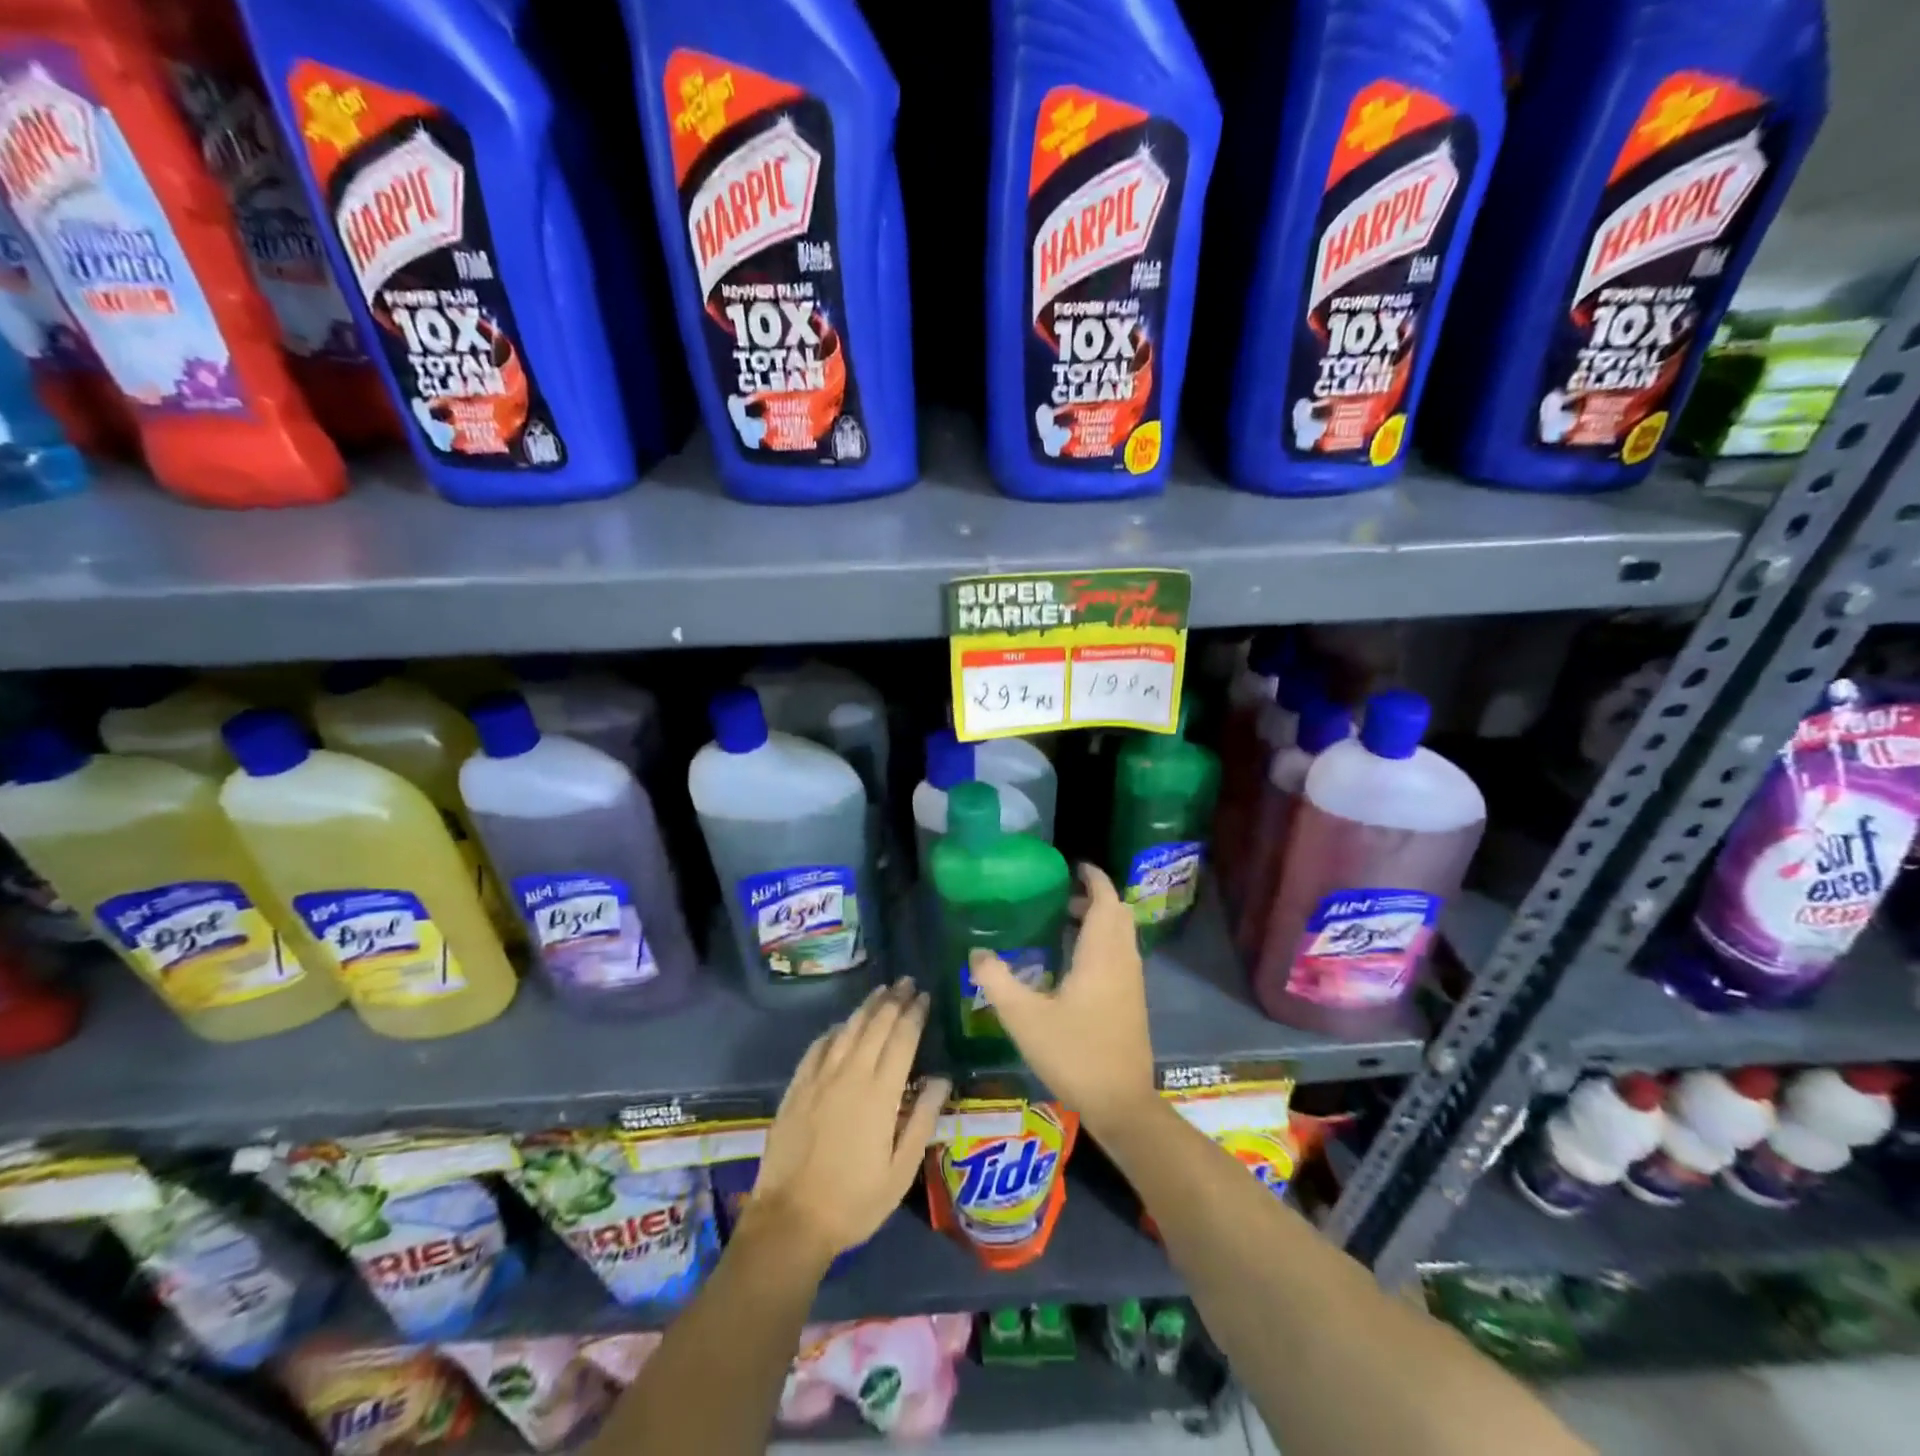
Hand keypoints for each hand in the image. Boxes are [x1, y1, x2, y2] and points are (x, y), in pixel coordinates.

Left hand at [748, 978, 950, 1268]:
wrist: (790, 1221)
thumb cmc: (854, 1201)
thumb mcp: (901, 1170)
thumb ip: (923, 1119)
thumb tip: (941, 1078)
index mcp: (880, 1093)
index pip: (902, 1039)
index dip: (914, 1014)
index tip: (925, 996)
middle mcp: (850, 1075)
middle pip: (875, 1025)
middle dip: (894, 1000)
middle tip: (907, 982)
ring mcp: (819, 1079)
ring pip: (847, 1030)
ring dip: (866, 1007)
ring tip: (881, 991)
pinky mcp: (797, 1088)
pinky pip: (818, 1047)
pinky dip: (834, 1030)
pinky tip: (842, 1025)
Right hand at [968, 864, 1155, 1131]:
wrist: (1122, 1104)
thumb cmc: (1074, 1054)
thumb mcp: (1024, 1019)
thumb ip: (997, 981)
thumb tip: (977, 953)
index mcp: (1101, 954)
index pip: (1105, 899)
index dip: (1093, 878)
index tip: (1074, 866)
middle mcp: (1122, 960)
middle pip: (1117, 912)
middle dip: (1094, 897)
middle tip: (1061, 895)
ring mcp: (1132, 981)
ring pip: (1121, 934)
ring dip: (1099, 920)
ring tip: (1062, 922)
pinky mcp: (1132, 1001)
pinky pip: (1120, 953)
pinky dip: (1102, 941)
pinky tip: (1074, 962)